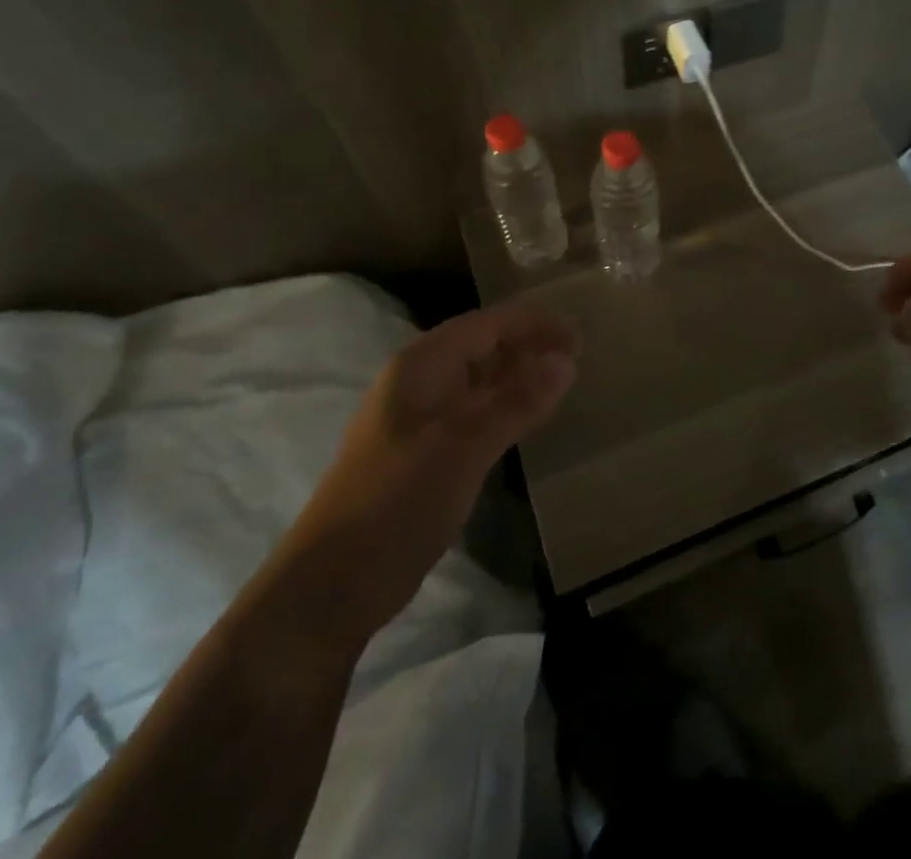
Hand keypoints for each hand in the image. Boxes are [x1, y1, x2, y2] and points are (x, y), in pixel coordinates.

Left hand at [282, 300, 577, 643]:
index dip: (534, 324)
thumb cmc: (397, 502)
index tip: (578, 337)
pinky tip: (527, 419)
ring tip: (561, 382)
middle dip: (528, 346)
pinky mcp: (424, 453)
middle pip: (482, 346)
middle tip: (577, 359)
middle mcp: (418, 382)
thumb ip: (517, 401)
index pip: (486, 324)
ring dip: (518, 376)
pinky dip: (504, 407)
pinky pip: (473, 412)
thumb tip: (567, 362)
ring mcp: (419, 419)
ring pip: (479, 380)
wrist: (332, 585)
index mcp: (421, 366)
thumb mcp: (464, 446)